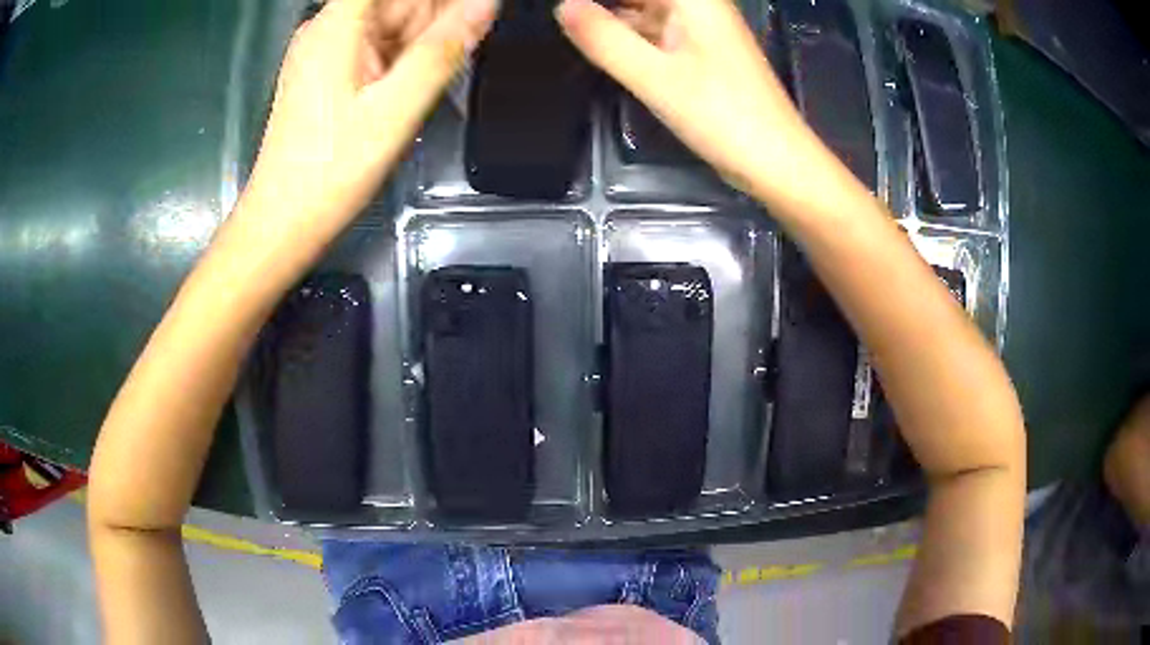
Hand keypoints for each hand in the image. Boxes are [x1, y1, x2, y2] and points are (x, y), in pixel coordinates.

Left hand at [243, 0, 496, 235]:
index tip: (466, 13)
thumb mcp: (396, 108)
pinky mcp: (330, 71)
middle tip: (462, 48)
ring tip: (447, 64)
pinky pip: (380, 44)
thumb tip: (485, 3)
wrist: (284, 221)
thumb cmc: (333, 168)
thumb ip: (443, 49)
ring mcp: (328, 49)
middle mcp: (330, 25)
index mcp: (339, 22)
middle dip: (438, 14)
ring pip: (393, 20)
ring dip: (428, 35)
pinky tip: (427, 73)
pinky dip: (409, 53)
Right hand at [554, 0, 819, 196]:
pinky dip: (627, 35)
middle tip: (565, 17)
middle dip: (600, 6)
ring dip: (611, 18)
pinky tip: (599, 44)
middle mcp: (697, 6)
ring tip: (573, 28)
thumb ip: (604, 38)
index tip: (566, 7)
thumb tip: (562, 6)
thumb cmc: (721, 115)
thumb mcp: (654, 76)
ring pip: (645, 10)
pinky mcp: (699, 53)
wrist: (774, 160)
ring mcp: (699, 30)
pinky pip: (654, 32)